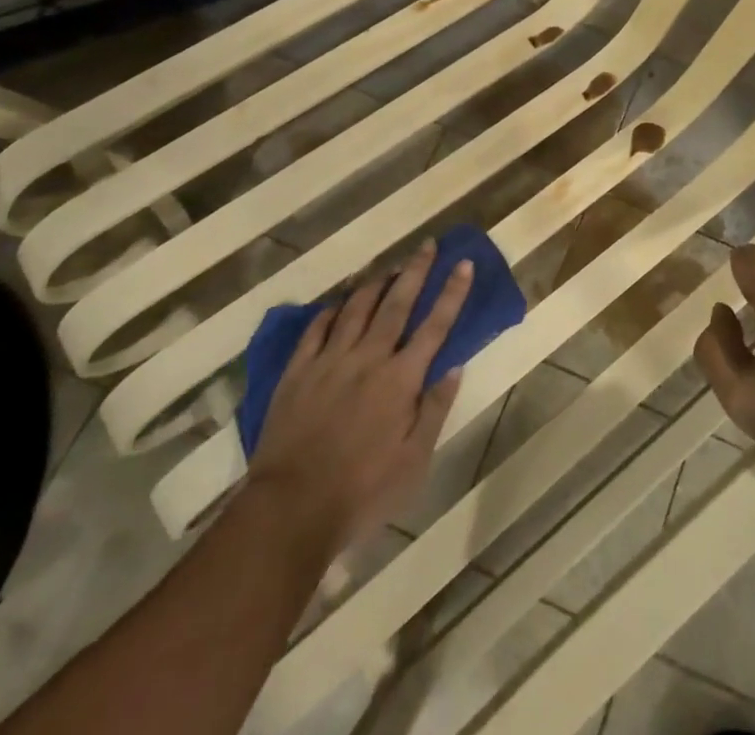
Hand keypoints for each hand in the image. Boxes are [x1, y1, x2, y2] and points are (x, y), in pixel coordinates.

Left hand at [246, 241, 471, 553]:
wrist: (290, 509)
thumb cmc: (362, 491)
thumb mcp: (414, 461)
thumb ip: (434, 409)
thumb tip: (454, 366)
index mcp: (400, 379)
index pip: (434, 325)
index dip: (452, 292)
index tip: (464, 263)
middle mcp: (368, 358)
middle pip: (396, 304)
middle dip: (415, 271)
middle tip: (427, 244)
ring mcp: (329, 361)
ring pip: (356, 308)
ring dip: (376, 283)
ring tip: (389, 266)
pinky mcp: (297, 372)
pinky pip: (316, 329)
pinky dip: (331, 310)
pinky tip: (339, 302)